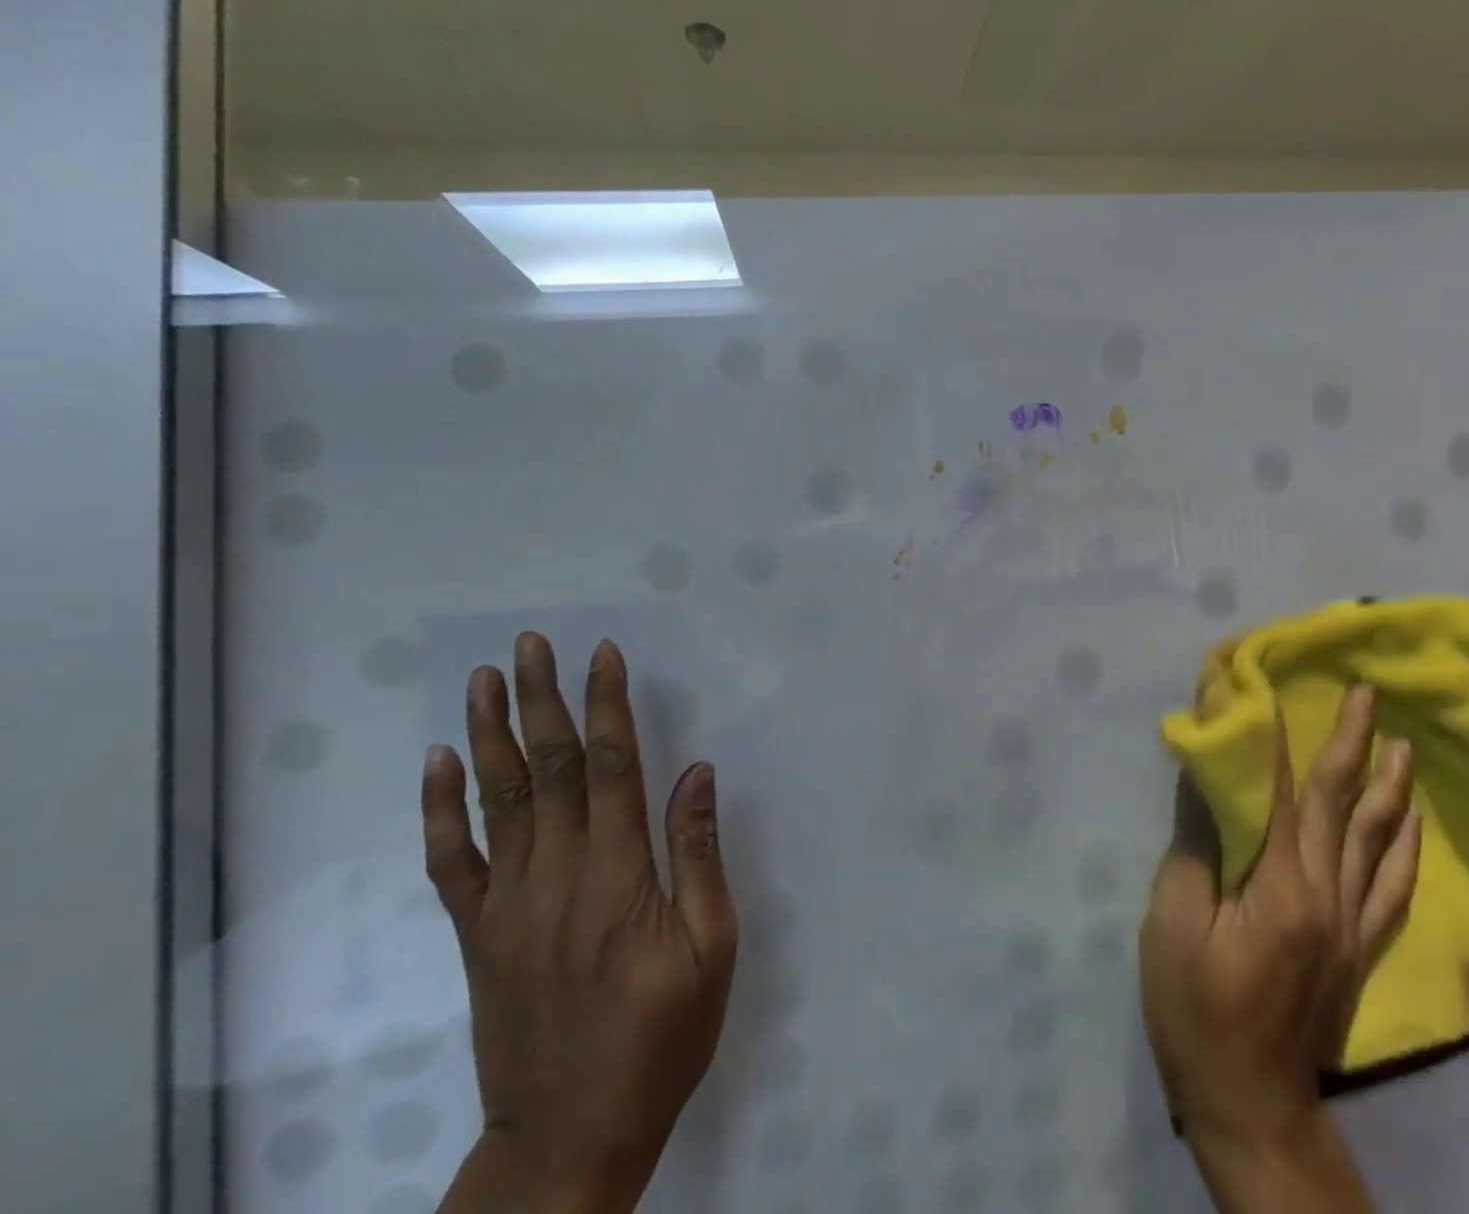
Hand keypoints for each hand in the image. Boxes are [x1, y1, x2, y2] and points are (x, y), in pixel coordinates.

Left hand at [424, 634, 737, 1213]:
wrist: (567, 1141)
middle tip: (532, 644)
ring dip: (490, 733)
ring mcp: (507, 904)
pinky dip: (442, 808)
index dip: (606, 705)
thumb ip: (699, 856)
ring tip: (485, 679)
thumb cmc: (659, 1039)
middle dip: (542, 699)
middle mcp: (556, 876)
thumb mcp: (711, 950)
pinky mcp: (478, 934)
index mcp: (618, 876)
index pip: (610, 767)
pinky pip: (452, 861)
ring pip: (496, 800)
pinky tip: (440, 763)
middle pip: (547, 768)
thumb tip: (697, 773)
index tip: (602, 655)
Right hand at [1139, 685, 1419, 1212]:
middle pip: (1341, 805)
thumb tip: (1205, 776)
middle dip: (1352, 742)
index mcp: (1279, 884)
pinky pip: (1392, 890)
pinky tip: (1409, 824)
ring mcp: (1351, 925)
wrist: (1250, 1104)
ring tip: (1402, 744)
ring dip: (1390, 788)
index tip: (1267, 685)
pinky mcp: (1359, 951)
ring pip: (1378, 841)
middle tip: (1366, 693)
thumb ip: (1195, 844)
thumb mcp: (1173, 921)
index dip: (1274, 734)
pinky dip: (1404, 850)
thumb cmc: (1196, 1007)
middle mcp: (1328, 895)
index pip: (1280, 790)